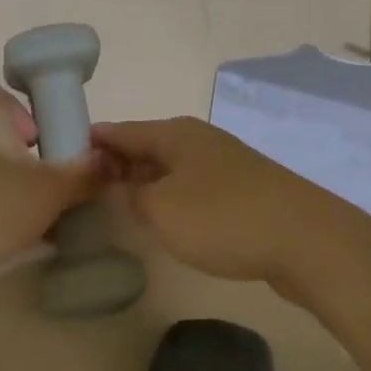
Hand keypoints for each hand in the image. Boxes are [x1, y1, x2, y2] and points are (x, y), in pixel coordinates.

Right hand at [92, 116, 370, 289]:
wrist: (308, 240)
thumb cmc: (224, 218)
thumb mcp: (161, 210)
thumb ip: (133, 196)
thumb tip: (130, 189)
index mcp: (174, 134)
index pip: (120, 130)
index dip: (91, 142)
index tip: (62, 157)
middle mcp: (199, 140)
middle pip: (146, 146)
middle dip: (116, 164)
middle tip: (87, 189)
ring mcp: (225, 163)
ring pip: (170, 168)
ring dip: (145, 183)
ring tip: (120, 205)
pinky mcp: (244, 190)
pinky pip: (194, 187)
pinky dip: (173, 197)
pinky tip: (168, 220)